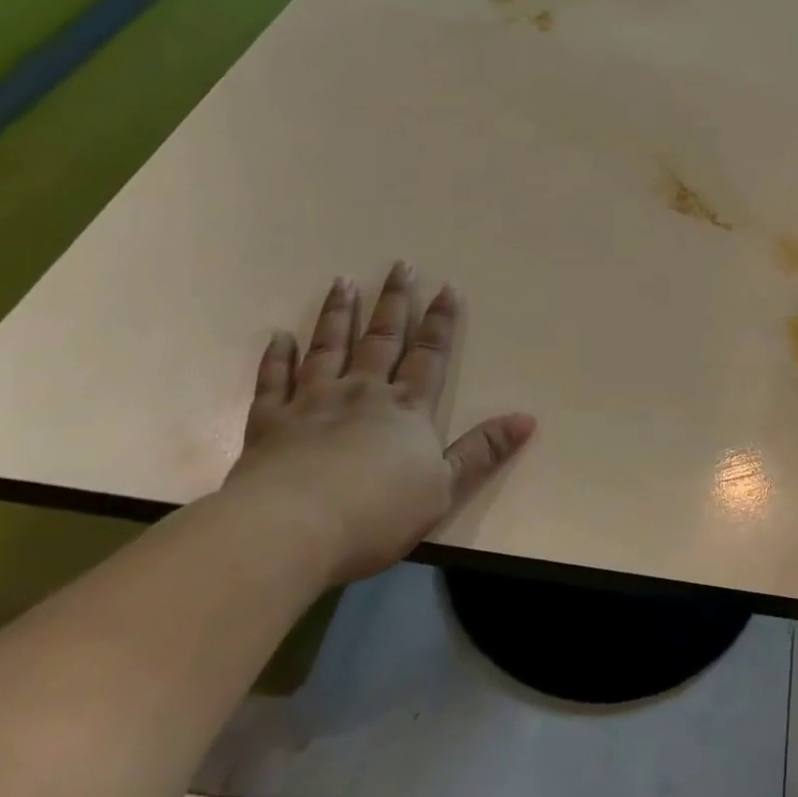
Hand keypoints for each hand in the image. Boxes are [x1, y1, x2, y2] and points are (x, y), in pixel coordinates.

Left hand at [222, 263, 535, 584]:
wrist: (290, 531)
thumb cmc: (376, 513)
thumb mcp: (444, 488)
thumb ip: (482, 452)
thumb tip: (528, 419)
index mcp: (406, 408)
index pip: (429, 354)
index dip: (441, 321)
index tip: (446, 286)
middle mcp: (362, 393)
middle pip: (382, 339)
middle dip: (394, 301)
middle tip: (399, 265)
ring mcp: (312, 403)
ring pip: (329, 347)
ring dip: (339, 314)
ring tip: (343, 282)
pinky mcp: (269, 424)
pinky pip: (273, 382)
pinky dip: (277, 358)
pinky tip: (279, 337)